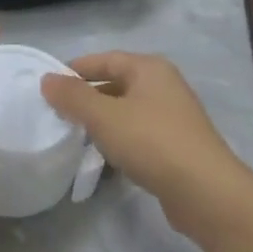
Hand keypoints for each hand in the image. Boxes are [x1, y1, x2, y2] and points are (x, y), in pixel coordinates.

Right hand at [41, 52, 252, 236]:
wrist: (206, 192)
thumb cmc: (151, 142)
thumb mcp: (103, 116)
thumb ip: (72, 96)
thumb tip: (47, 79)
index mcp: (149, 69)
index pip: (104, 59)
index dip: (75, 70)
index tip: (48, 87)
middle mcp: (164, 86)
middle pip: (116, 83)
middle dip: (87, 98)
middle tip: (58, 114)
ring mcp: (174, 117)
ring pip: (127, 111)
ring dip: (102, 121)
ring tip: (75, 137)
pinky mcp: (177, 146)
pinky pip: (139, 134)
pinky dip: (119, 141)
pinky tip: (104, 158)